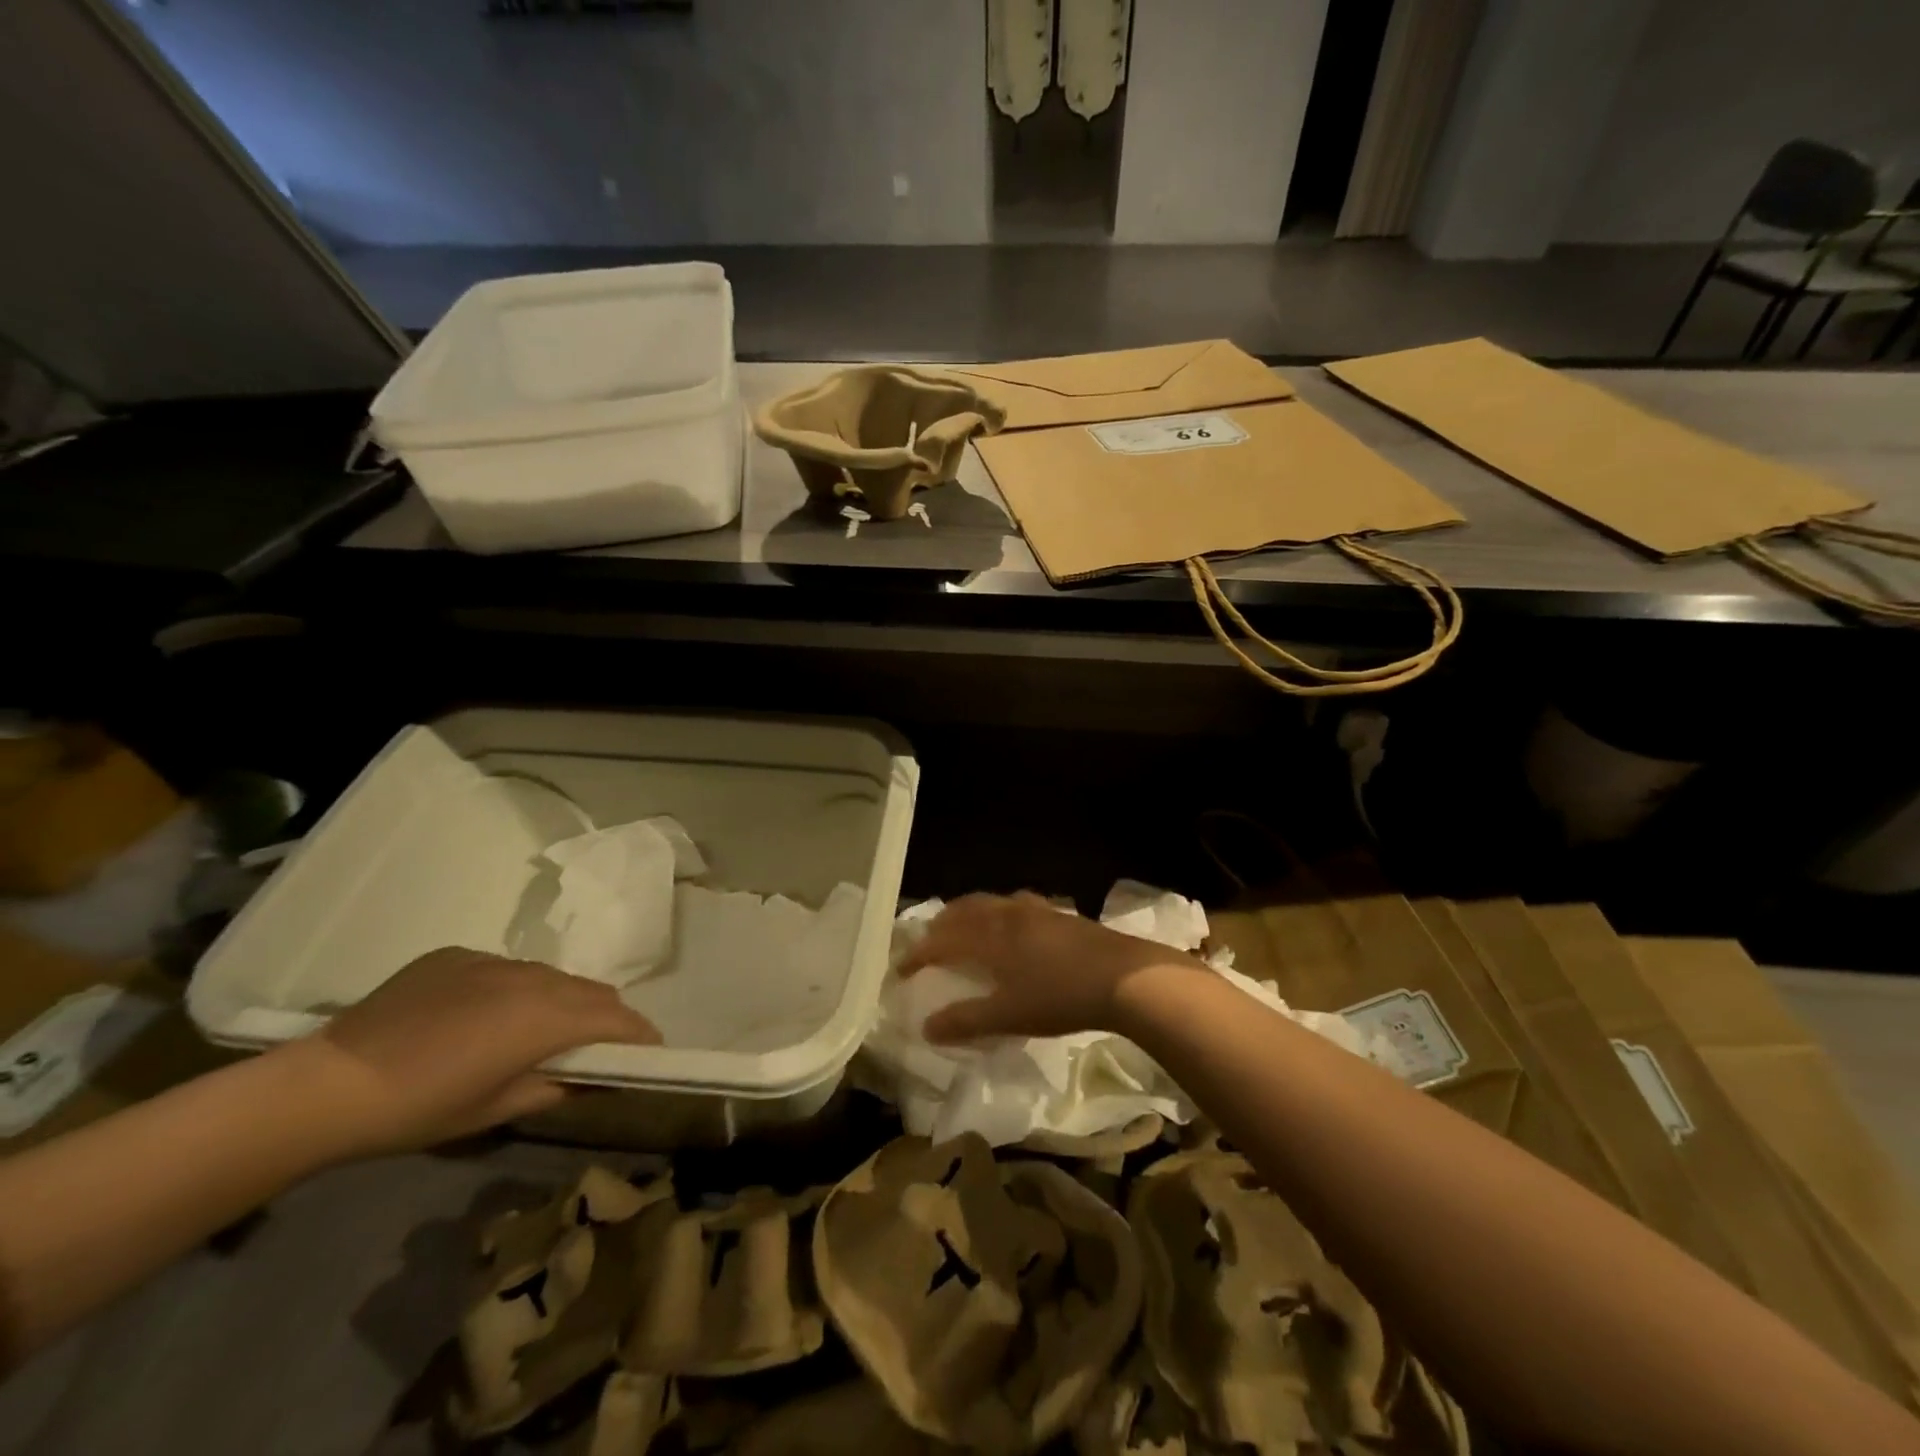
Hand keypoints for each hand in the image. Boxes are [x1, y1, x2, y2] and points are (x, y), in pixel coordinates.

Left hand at [278, 947, 660, 1157]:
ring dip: (561, 1001)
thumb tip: (589, 1078)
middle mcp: (531, 978)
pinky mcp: (457, 955)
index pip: (616, 1018)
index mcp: (546, 1017)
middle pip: (591, 991)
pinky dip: (514, 991)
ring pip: (550, 976)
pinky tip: (479, 1018)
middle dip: (606, 1017)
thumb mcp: (495, 1110)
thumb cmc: (419, 1109)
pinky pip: (506, 969)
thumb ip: (555, 1087)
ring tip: (539, 1031)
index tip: (651, 1051)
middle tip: (597, 1047)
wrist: (326, 1085)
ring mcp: (493, 961)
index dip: (640, 1035)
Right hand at [896, 892, 1203, 1042]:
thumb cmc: (1059, 996)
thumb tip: (927, 1026)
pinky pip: (1017, 906)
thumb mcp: (1008, 1016)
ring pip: (992, 903)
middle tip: (930, 941)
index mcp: (989, 936)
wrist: (1122, 977)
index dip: (919, 954)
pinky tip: (1015, 927)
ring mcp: (1036, 910)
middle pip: (965, 909)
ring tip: (967, 928)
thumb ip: (966, 1021)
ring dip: (972, 913)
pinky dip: (1001, 913)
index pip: (942, 940)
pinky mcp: (1060, 915)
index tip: (901, 969)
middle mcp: (1007, 915)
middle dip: (943, 924)